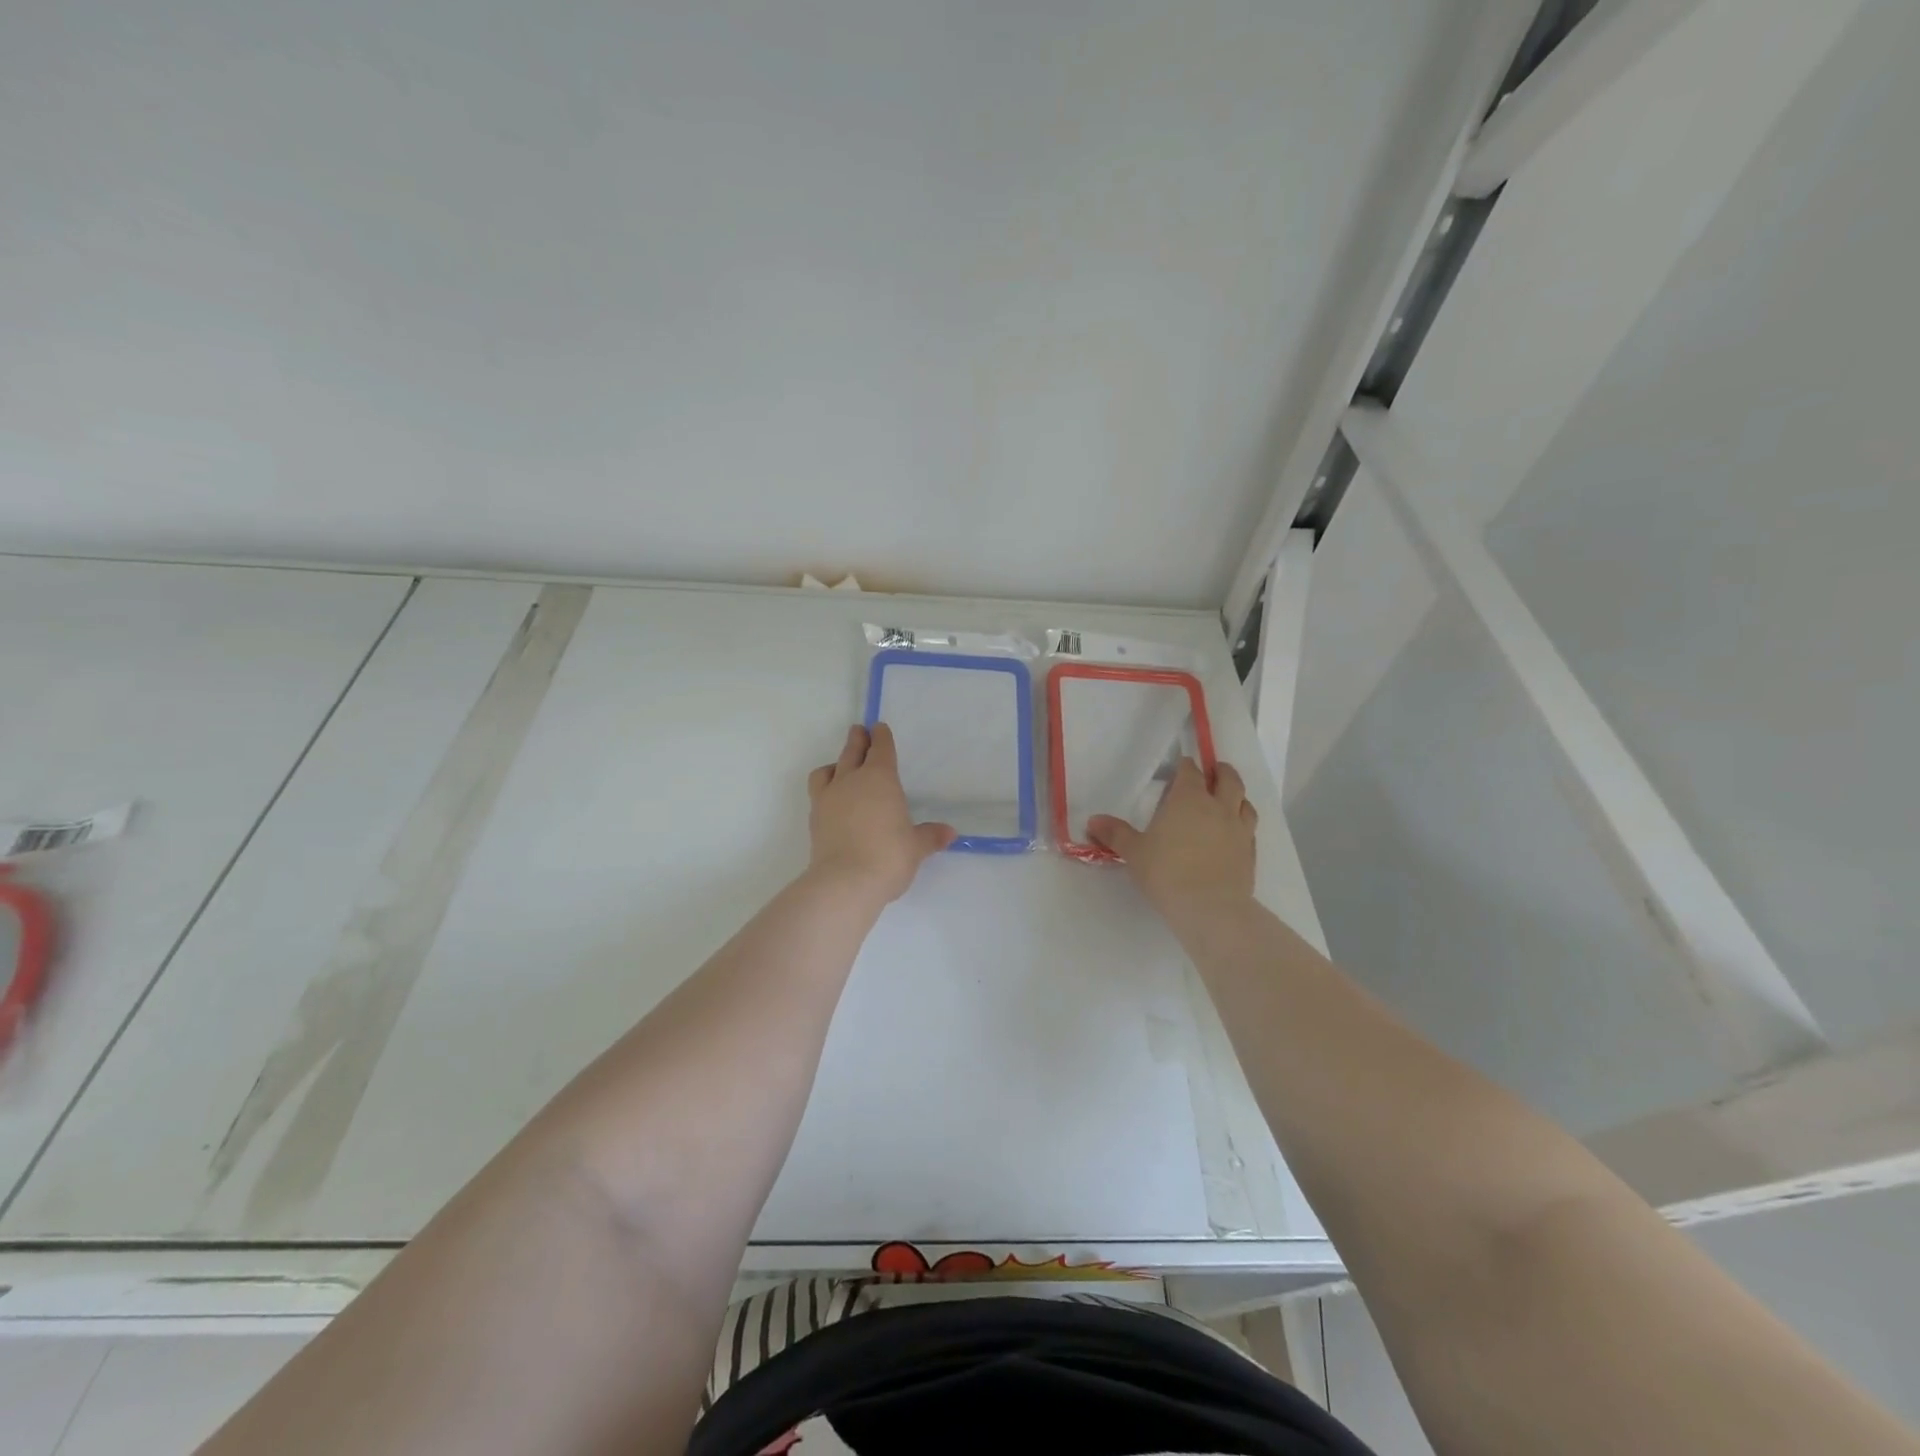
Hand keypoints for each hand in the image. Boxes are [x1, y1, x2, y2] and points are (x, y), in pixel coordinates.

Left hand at [806, 724, 956, 904]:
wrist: (845, 882)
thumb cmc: (889, 856)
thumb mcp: (916, 847)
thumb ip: (930, 836)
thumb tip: (949, 833)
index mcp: (880, 779)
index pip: (880, 749)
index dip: (881, 737)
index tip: (879, 728)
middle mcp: (851, 781)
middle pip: (852, 751)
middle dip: (857, 740)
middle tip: (859, 732)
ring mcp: (829, 798)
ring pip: (828, 769)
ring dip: (836, 763)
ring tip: (840, 767)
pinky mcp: (814, 818)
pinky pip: (818, 792)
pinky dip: (825, 788)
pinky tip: (832, 799)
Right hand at [1088, 759, 1256, 921]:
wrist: (1210, 908)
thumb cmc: (1166, 872)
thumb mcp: (1133, 852)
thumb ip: (1115, 834)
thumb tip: (1093, 820)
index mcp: (1188, 799)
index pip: (1190, 771)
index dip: (1185, 766)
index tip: (1180, 767)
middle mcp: (1218, 807)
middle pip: (1227, 779)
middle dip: (1219, 772)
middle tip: (1212, 772)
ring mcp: (1239, 829)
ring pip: (1245, 802)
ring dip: (1237, 796)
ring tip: (1228, 799)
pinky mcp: (1250, 852)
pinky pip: (1250, 829)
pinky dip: (1243, 824)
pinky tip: (1235, 833)